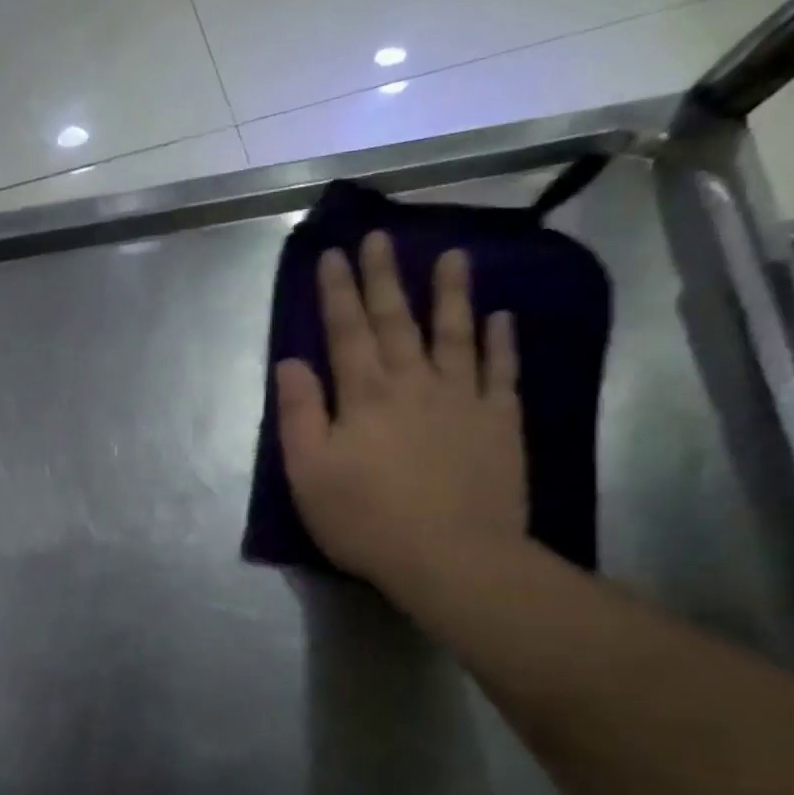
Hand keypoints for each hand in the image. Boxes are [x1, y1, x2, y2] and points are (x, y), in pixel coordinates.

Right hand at [275, 231, 525, 596]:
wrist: (452, 557)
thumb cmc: (366, 519)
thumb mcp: (309, 473)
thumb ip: (299, 414)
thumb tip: (292, 362)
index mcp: (364, 395)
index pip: (346, 331)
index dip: (338, 292)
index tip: (334, 253)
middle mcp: (414, 383)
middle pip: (396, 321)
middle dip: (385, 278)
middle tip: (381, 237)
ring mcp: (462, 399)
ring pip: (455, 333)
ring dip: (451, 293)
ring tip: (454, 255)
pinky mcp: (499, 422)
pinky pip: (501, 371)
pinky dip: (501, 341)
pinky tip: (501, 317)